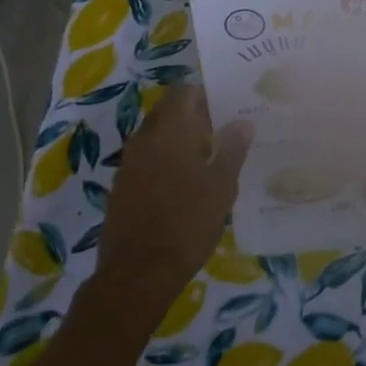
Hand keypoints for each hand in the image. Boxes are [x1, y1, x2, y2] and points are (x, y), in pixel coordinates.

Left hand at [95, 85, 251, 321]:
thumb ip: (233, 149)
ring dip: (180, 139)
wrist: (137, 274)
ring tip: (210, 157)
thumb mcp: (221, 186)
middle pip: (169, 112)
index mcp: (169, 130)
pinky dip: (166, 160)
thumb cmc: (187, 223)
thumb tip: (243, 121)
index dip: (206, 93)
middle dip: (194, 116)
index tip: (228, 105)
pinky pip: (148, 159)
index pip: (184, 91)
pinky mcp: (122, 186)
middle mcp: (144, 138)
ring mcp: (129, 163)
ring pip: (158, 136)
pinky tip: (186, 183)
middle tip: (224, 130)